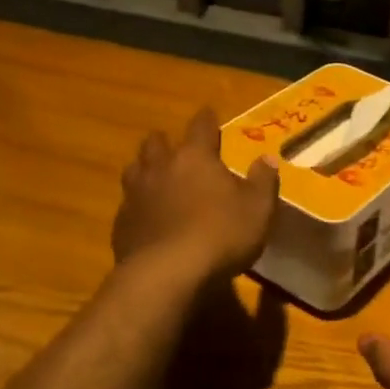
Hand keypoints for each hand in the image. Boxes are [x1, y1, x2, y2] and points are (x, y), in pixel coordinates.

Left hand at [113, 108, 279, 283]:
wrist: (166, 274)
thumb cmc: (221, 234)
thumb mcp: (258, 209)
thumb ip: (263, 181)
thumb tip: (268, 157)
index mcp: (195, 157)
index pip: (200, 126)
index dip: (206, 119)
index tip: (208, 114)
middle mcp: (161, 167)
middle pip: (157, 142)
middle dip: (167, 142)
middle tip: (177, 149)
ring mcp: (136, 195)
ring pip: (135, 169)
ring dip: (146, 169)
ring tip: (156, 177)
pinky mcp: (121, 223)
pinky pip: (128, 204)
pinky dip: (138, 205)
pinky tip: (147, 217)